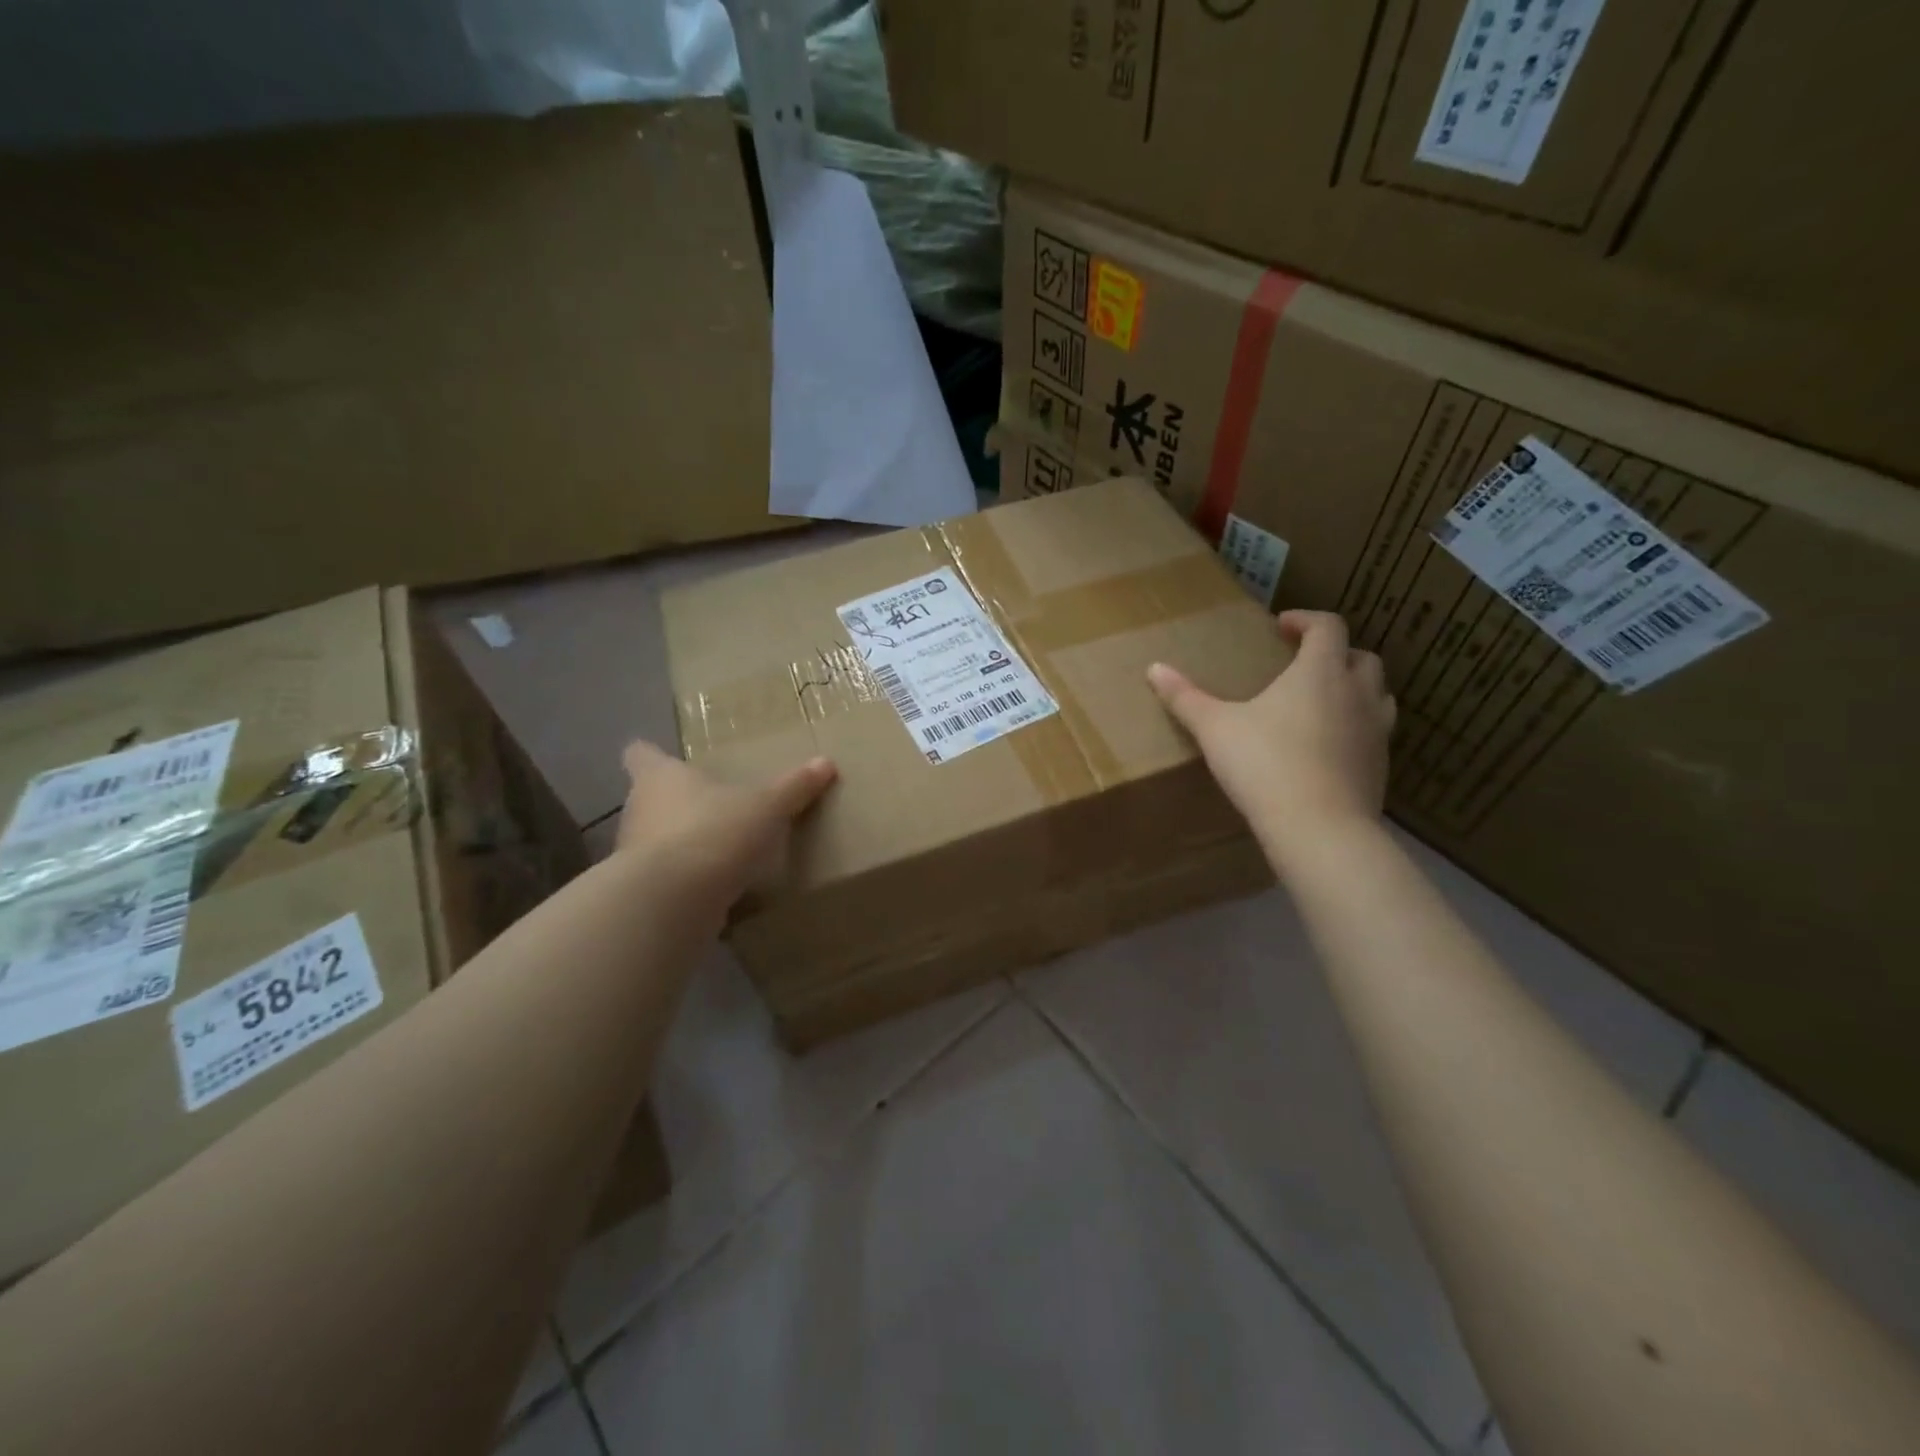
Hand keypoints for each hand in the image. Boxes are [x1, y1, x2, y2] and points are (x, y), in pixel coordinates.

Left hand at [614, 742, 836, 907]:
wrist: (673, 902)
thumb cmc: (715, 833)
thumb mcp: (766, 807)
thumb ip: (794, 787)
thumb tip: (825, 762)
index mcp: (660, 777)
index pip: (641, 754)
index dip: (652, 755)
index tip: (667, 759)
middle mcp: (638, 809)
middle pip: (649, 798)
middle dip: (676, 803)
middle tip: (711, 805)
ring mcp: (633, 853)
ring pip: (655, 839)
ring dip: (680, 843)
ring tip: (717, 849)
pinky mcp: (641, 891)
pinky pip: (665, 878)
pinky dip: (684, 880)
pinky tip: (713, 888)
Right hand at [1147, 610, 1394, 855]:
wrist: (1319, 829)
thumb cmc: (1264, 765)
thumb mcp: (1214, 729)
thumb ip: (1185, 697)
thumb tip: (1153, 668)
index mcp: (1320, 672)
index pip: (1328, 627)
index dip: (1306, 620)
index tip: (1282, 626)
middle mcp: (1357, 694)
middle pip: (1362, 657)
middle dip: (1335, 653)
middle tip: (1303, 664)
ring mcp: (1376, 732)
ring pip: (1379, 695)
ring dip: (1355, 690)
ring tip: (1324, 703)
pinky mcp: (1380, 768)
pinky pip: (1375, 735)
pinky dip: (1356, 729)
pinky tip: (1328, 749)